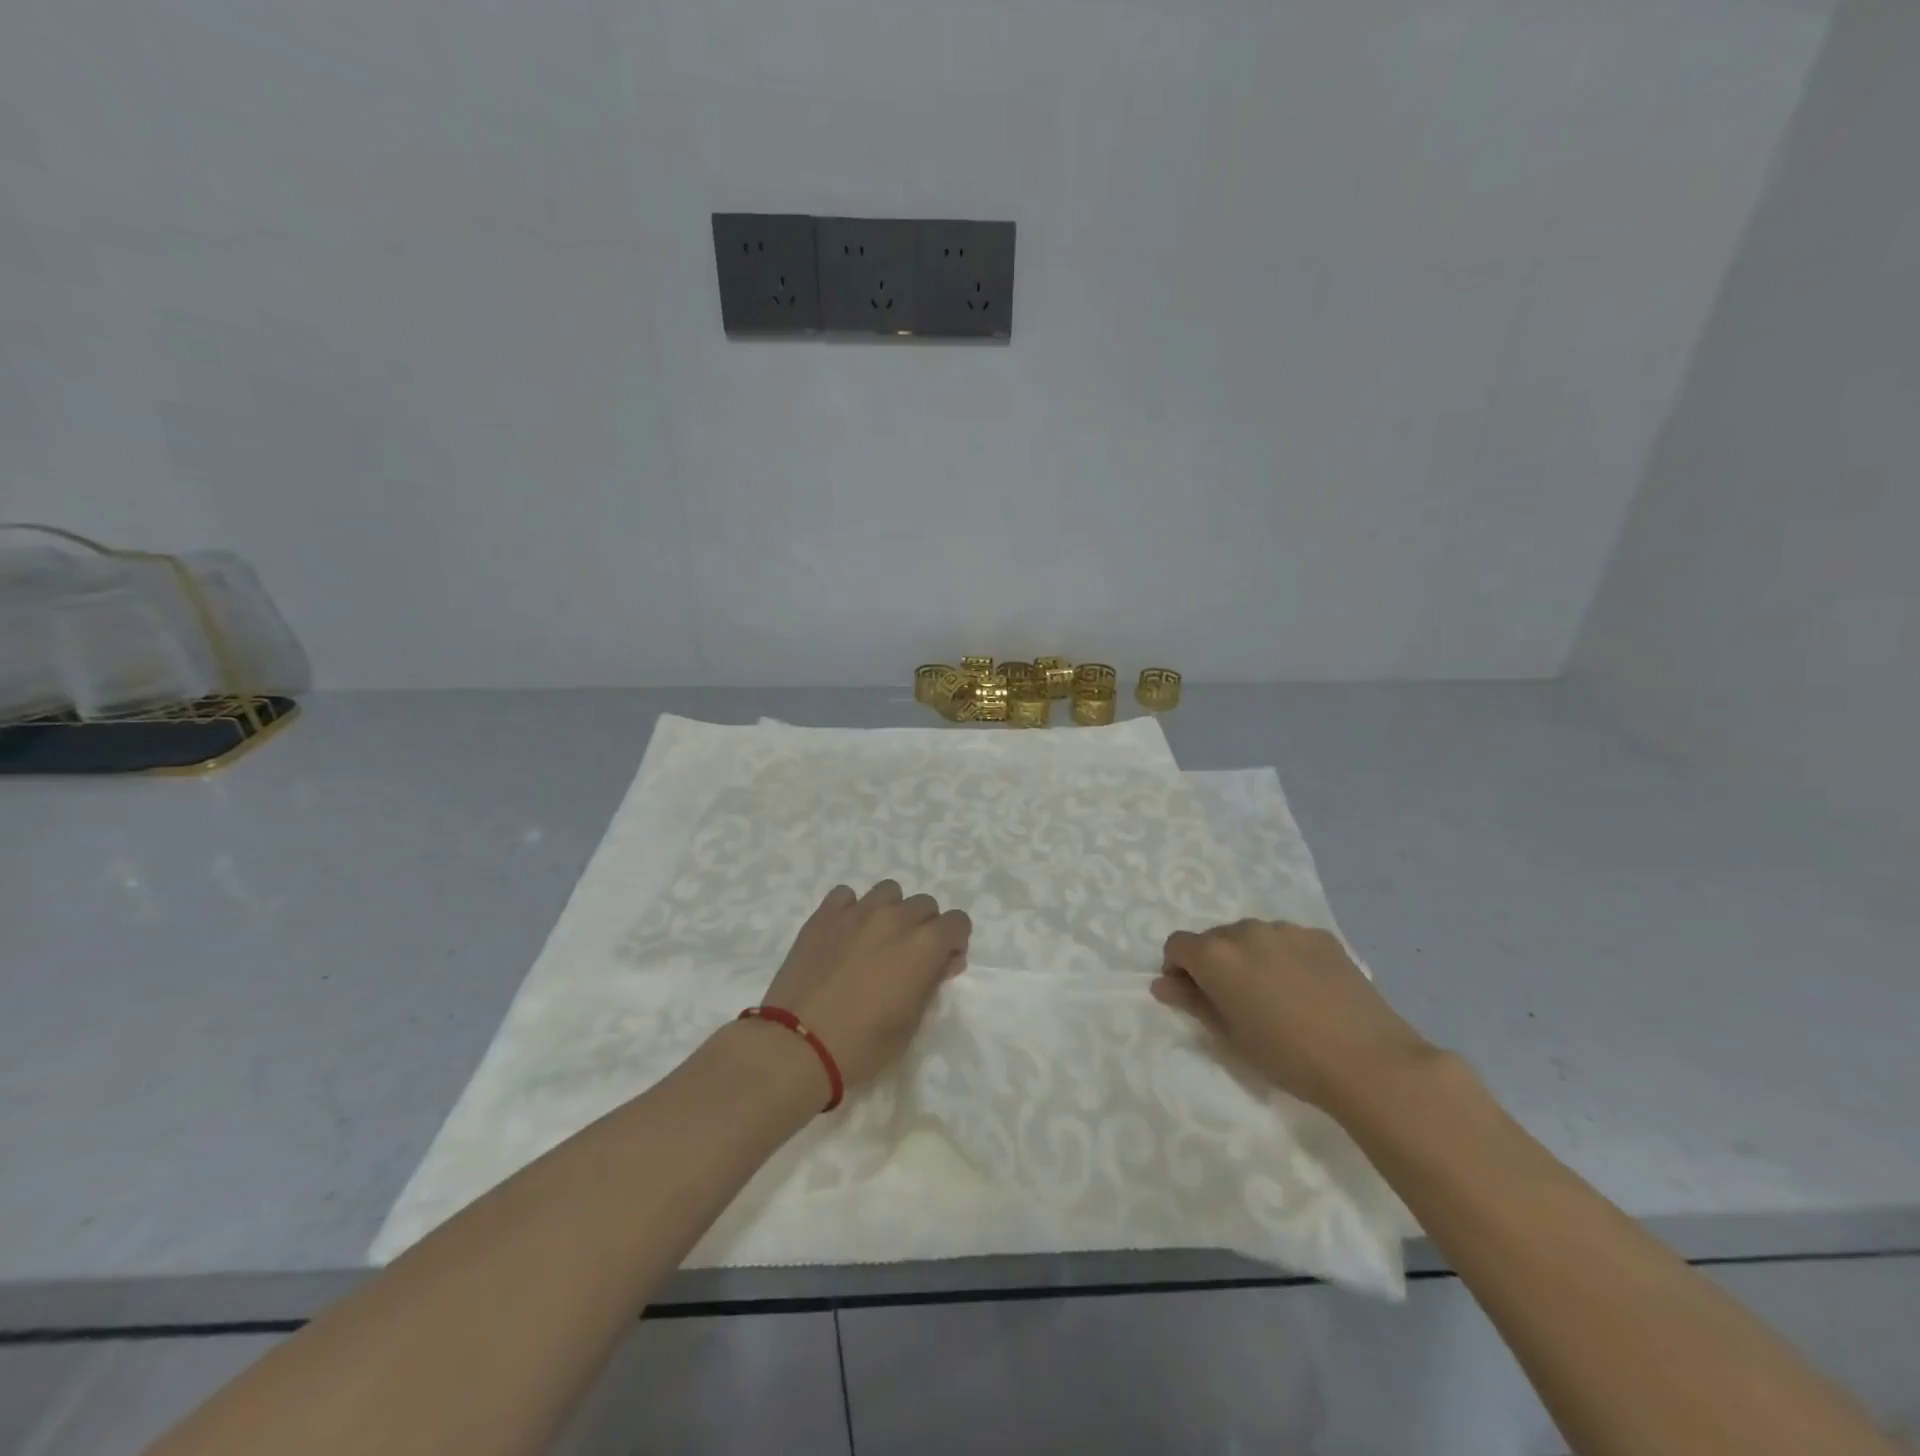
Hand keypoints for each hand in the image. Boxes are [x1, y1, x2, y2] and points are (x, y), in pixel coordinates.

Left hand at [759, 880, 971, 1091]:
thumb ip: (931, 982)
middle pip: (924, 904)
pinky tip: (843, 935)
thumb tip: (942, 960)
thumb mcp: (911, 1022)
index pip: (958, 921)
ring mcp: (857, 911)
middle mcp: (896, 917)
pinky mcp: (824, 915)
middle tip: (906, 959)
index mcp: (924, 945)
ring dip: (890, 912)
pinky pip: (847, 896)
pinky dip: (851, 910)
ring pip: (888, 892)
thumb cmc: (863, 1044)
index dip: (953, 943)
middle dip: (924, 927)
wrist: (798, 1044)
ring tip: (874, 941)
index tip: (940, 965)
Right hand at [1153, 919, 1437, 1114]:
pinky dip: (1284, 957)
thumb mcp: (1229, 1037)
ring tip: (1276, 996)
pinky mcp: (1320, 936)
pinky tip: (1307, 990)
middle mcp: (1245, 930)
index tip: (1195, 998)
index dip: (1179, 970)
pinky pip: (1286, 940)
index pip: (1177, 945)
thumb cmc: (1288, 1057)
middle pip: (1214, 939)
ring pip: (1251, 937)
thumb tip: (1163, 983)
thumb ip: (1192, 1002)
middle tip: (1237, 1003)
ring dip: (1249, 957)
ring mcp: (1286, 929)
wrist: (1369, 1061)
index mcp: (1216, 955)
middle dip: (1215, 964)